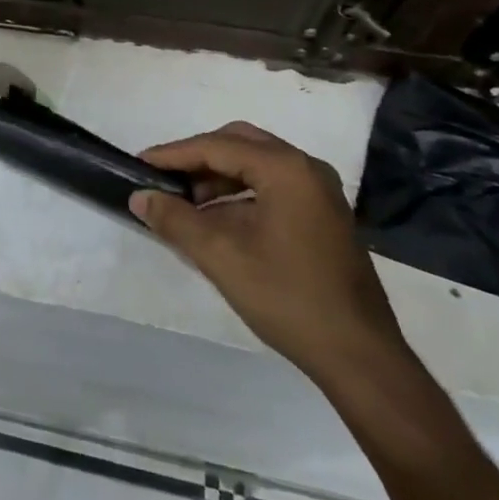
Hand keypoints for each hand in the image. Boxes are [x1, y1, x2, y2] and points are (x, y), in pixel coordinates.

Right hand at [133, 122, 407, 389]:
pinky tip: (217, 219)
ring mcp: (319, 192)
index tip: (138, 164)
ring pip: (255, 164)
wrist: (360, 355)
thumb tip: (140, 197)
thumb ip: (175, 220)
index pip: (216, 146)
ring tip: (184, 202)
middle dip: (197, 158)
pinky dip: (239, 193)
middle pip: (238, 143)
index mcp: (286, 169)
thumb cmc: (288, 298)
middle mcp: (306, 168)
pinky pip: (271, 185)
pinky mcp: (323, 215)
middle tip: (163, 178)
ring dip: (217, 177)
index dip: (173, 154)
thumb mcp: (221, 257)